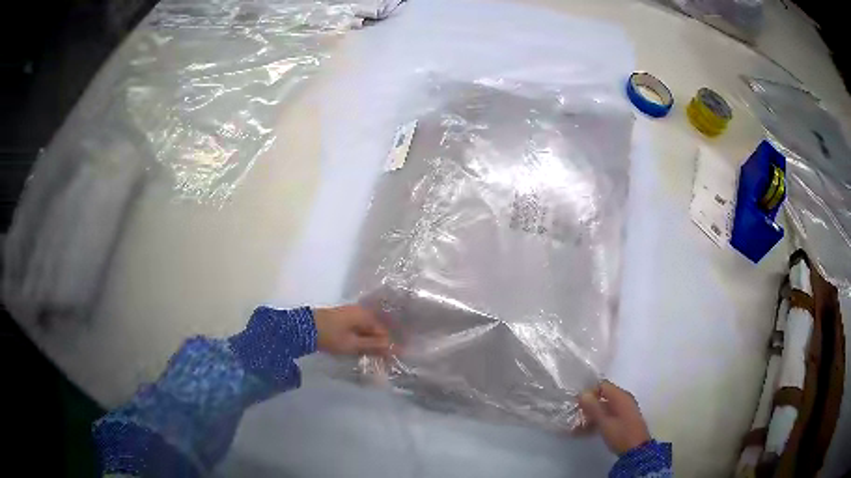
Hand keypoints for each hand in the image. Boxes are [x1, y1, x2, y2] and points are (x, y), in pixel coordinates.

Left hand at [313, 305, 390, 355]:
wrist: (304, 328)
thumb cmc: (330, 336)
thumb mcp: (353, 344)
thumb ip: (373, 346)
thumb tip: (393, 348)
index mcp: (366, 315)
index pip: (383, 331)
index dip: (387, 346)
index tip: (389, 360)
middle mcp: (361, 311)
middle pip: (376, 329)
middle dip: (379, 345)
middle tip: (380, 361)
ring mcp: (351, 313)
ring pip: (367, 330)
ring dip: (370, 343)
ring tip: (370, 357)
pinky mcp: (342, 318)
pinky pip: (358, 329)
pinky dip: (361, 339)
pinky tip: (359, 349)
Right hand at [578, 380, 651, 455]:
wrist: (636, 450)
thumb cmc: (621, 434)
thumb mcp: (604, 422)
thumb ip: (593, 407)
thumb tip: (582, 393)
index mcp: (620, 396)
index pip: (602, 385)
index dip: (589, 392)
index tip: (577, 404)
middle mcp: (623, 399)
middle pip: (602, 397)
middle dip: (588, 406)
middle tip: (575, 417)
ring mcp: (624, 410)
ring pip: (603, 409)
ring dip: (590, 417)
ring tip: (576, 429)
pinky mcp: (623, 420)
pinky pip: (607, 416)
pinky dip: (596, 422)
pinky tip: (585, 433)